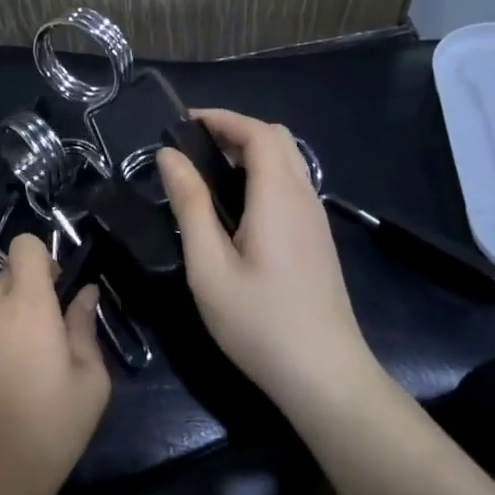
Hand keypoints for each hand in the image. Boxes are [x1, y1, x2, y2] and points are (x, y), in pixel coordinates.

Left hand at [0, 234, 111, 494]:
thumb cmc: (51, 429)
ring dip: (1, 322)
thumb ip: (85, 327)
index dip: (41, 258)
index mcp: (27, 306)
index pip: (23, 246)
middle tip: (42, 336)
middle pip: (5, 277)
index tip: (54, 288)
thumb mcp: (90, 381)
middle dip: (25, 293)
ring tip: (15, 369)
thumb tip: (84, 294)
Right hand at [158, 109, 381, 412]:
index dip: (221, 118)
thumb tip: (169, 156)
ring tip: (206, 171)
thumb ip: (190, 204)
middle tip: (193, 146)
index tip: (182, 122)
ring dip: (250, 151)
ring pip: (288, 161)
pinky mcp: (317, 239)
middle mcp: (303, 197)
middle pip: (278, 139)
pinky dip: (262, 173)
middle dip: (235, 129)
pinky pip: (291, 184)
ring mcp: (315, 219)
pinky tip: (235, 205)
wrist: (324, 376)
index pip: (258, 132)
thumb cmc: (259, 321)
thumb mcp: (209, 265)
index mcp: (278, 197)